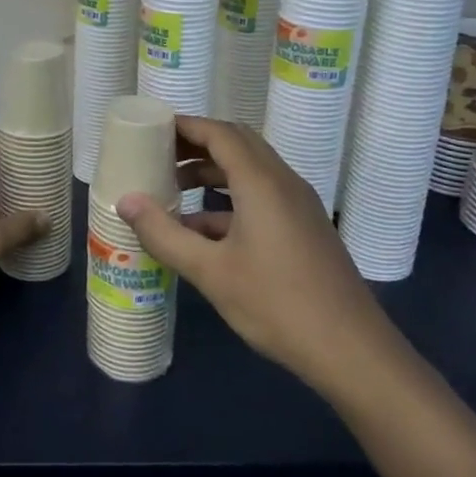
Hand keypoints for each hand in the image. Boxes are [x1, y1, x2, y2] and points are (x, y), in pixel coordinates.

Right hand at [115, 116, 395, 385]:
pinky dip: (228, 202)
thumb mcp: (211, 271)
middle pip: (237, 145)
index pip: (220, 133)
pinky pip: (261, 197)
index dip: (185, 126)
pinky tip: (200, 231)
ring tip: (172, 191)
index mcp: (262, 183)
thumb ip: (164, 234)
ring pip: (249, 172)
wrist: (350, 350)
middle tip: (158, 155)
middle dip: (196, 145)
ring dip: (212, 174)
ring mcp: (298, 206)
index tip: (151, 130)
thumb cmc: (277, 304)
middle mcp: (283, 183)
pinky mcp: (303, 228)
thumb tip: (125, 201)